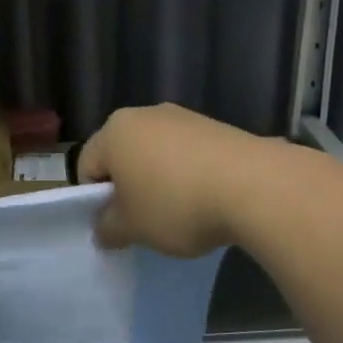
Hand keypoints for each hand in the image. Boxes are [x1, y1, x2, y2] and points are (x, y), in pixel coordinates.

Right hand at [78, 105, 262, 256]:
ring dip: (160, 182)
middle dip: (129, 188)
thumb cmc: (176, 204)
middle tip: (145, 221)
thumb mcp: (132, 228)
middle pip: (123, 156)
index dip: (95, 200)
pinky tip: (207, 200)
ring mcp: (185, 117)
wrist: (255, 186)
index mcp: (114, 131)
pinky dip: (190, 176)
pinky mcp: (217, 127)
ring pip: (157, 155)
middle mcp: (146, 114)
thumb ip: (108, 228)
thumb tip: (105, 228)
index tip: (117, 225)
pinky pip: (189, 155)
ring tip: (182, 213)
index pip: (87, 166)